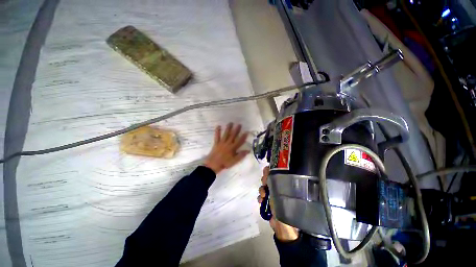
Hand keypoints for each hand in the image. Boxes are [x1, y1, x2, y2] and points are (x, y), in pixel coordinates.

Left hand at [204, 123, 249, 173]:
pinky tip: (218, 126)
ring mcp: (222, 142)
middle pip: (233, 135)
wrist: (213, 165)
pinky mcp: (216, 143)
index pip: (240, 141)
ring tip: (230, 123)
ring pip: (226, 134)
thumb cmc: (225, 163)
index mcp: (233, 148)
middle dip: (236, 130)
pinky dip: (217, 131)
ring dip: (228, 128)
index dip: (243, 136)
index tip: (246, 131)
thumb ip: (241, 155)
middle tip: (239, 124)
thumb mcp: (234, 161)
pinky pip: (217, 136)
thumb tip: (248, 150)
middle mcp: (228, 143)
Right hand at [258, 167, 298, 241]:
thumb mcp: (280, 193)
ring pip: (263, 187)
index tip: (266, 173)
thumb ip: (274, 182)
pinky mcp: (267, 202)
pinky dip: (259, 198)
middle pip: (268, 179)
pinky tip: (261, 201)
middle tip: (264, 183)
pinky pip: (260, 197)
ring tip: (263, 195)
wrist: (282, 226)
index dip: (269, 172)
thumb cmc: (285, 208)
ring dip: (261, 190)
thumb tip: (269, 171)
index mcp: (283, 186)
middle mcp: (277, 188)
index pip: (275, 174)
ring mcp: (271, 195)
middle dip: (264, 180)